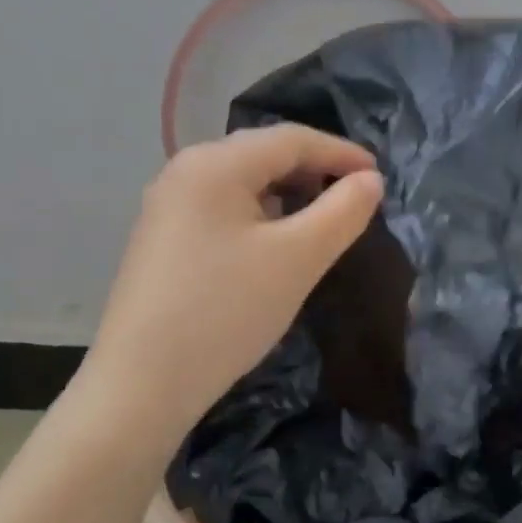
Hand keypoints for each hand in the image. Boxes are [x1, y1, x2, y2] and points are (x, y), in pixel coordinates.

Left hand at [77, 125, 384, 444]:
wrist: (142, 384)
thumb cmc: (226, 311)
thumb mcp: (297, 258)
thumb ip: (342, 212)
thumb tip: (370, 180)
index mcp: (214, 164)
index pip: (290, 139)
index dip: (340, 152)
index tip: (379, 175)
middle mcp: (184, 171)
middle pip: (262, 154)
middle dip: (313, 170)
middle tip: (355, 197)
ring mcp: (167, 206)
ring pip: (242, 183)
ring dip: (287, 193)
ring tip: (321, 219)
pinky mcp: (162, 239)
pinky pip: (222, 208)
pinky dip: (259, 215)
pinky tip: (274, 243)